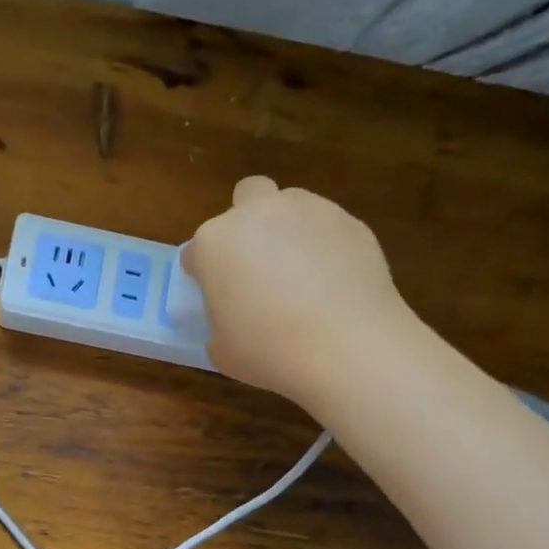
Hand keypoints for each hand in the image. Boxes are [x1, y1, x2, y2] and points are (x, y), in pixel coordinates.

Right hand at [183, 176, 408, 406]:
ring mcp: (308, 211)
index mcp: (215, 242)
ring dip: (290, 229)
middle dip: (248, 221)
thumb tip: (233, 319)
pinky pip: (330, 228)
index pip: (197, 251)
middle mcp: (258, 214)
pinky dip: (328, 247)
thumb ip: (219, 323)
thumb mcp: (222, 350)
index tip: (217, 297)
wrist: (347, 347)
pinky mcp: (351, 222)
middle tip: (258, 264)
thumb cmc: (268, 351)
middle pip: (246, 197)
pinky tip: (336, 284)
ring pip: (292, 204)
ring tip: (304, 275)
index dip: (205, 274)